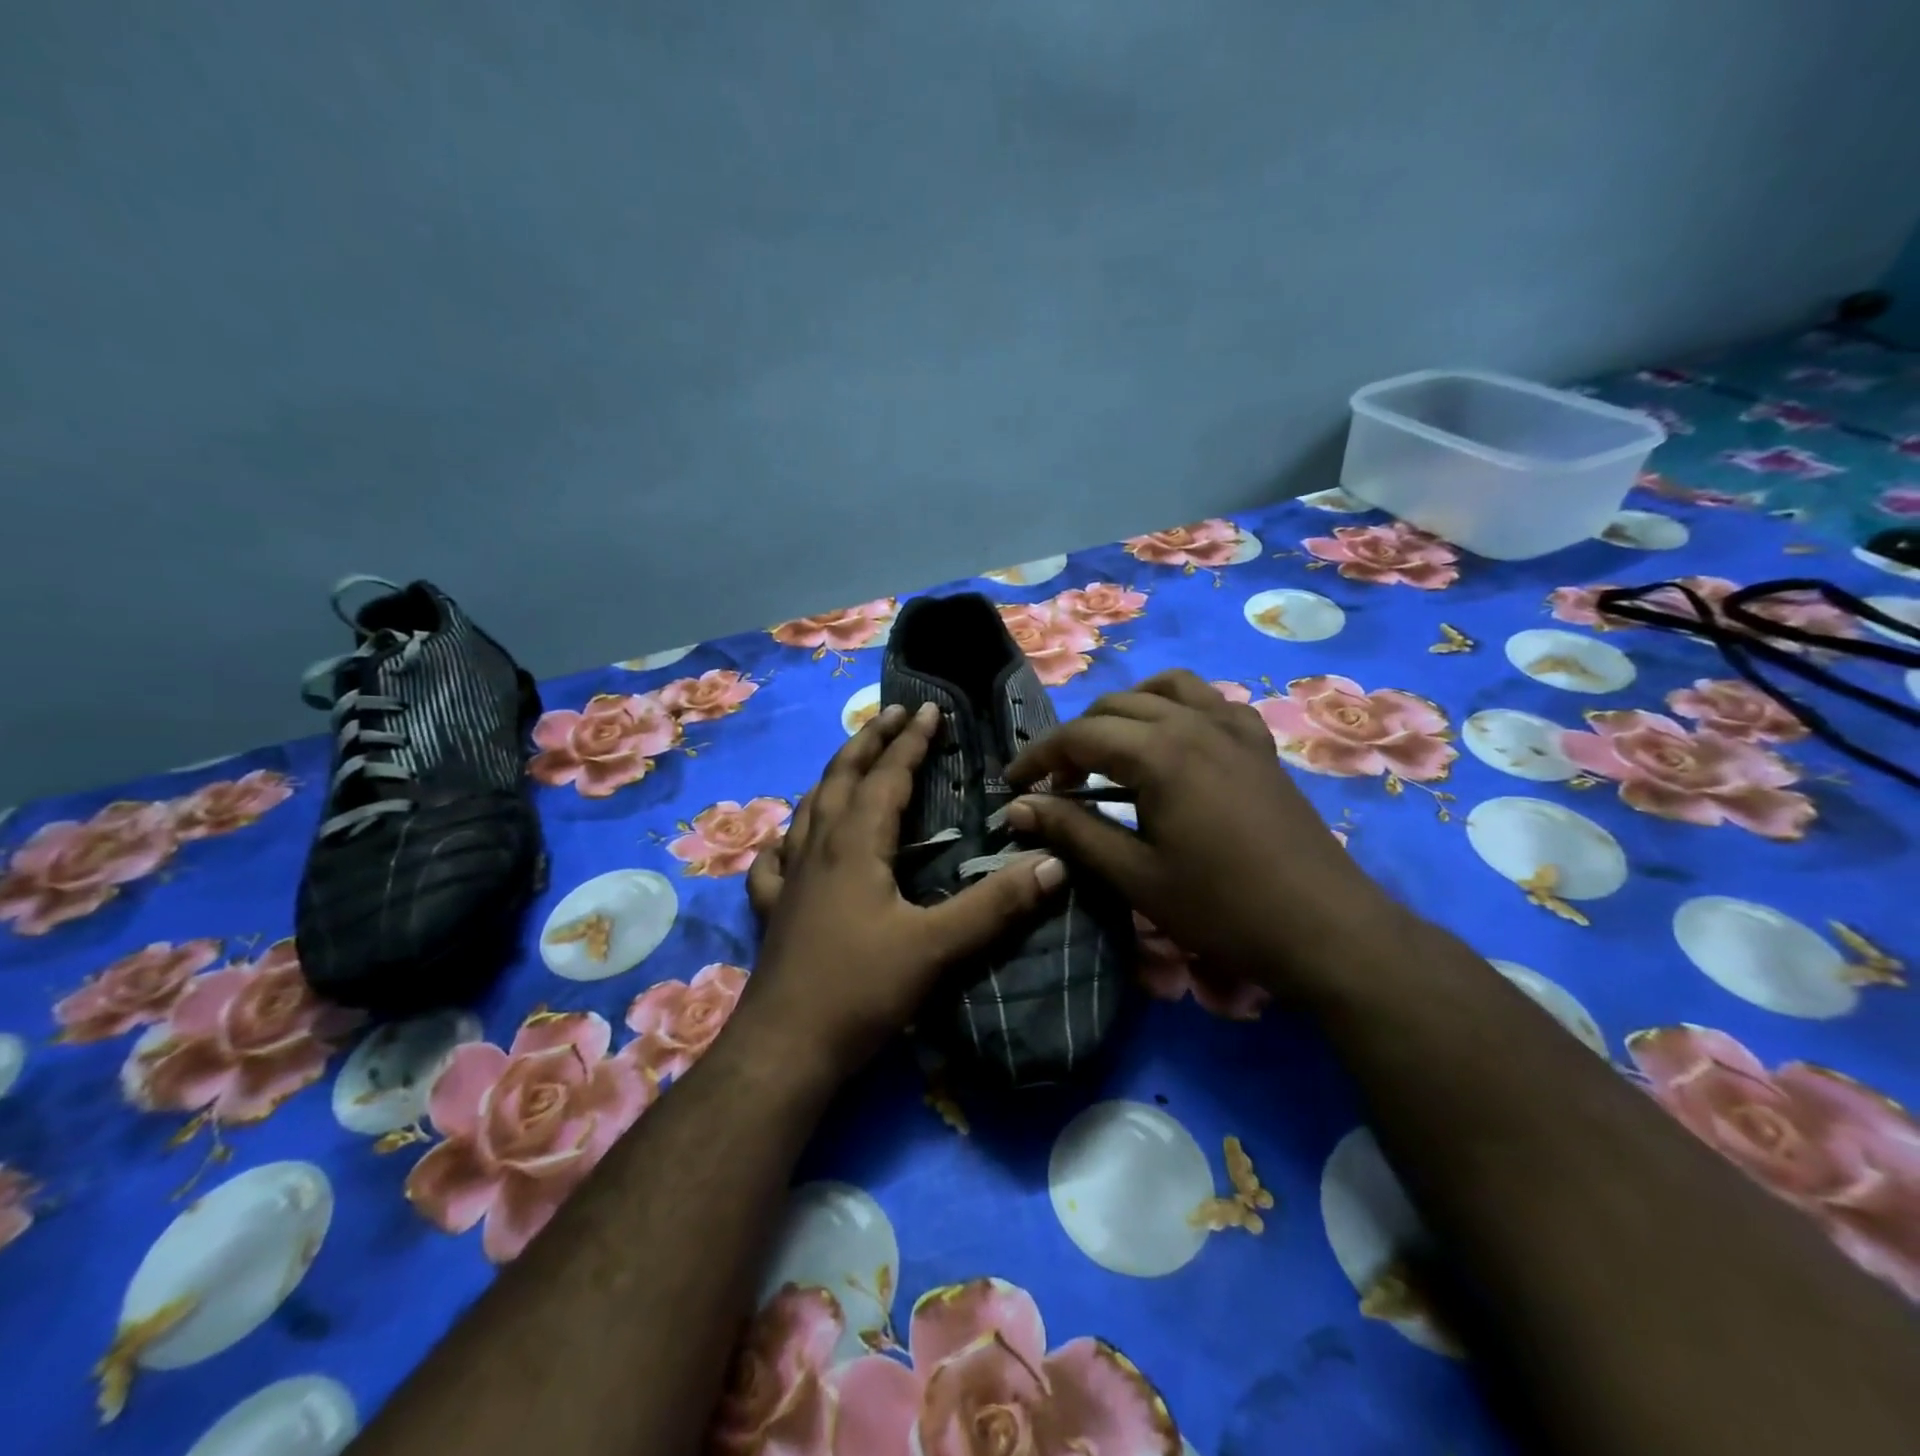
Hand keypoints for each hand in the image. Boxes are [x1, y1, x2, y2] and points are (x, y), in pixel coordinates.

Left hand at [740, 702, 1065, 1082]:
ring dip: (833, 776)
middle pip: (841, 777)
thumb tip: (1054, 863)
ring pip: (808, 808)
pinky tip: (789, 841)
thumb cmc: (861, 990)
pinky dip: (787, 836)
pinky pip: (775, 858)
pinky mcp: (773, 909)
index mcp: (855, 845)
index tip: (931, 709)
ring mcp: (789, 878)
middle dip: (869, 740)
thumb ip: (996, 905)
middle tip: (892, 713)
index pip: (887, 776)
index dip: (911, 740)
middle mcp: (817, 848)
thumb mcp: (937, 947)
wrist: (785, 1048)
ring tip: (851, 761)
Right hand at [1004, 670, 1404, 998]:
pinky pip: (1211, 702)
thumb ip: (1073, 832)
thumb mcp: (1135, 876)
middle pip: (1115, 706)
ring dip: (1125, 710)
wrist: (1324, 928)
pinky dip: (1179, 708)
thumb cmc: (1222, 908)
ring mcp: (1233, 728)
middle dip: (1075, 738)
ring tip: (1109, 750)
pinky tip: (1175, 742)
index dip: (1038, 757)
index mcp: (1159, 753)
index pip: (1079, 735)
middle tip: (1057, 785)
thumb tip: (1018, 807)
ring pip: (1164, 688)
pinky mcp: (1259, 744)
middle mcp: (1194, 723)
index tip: (1013, 784)